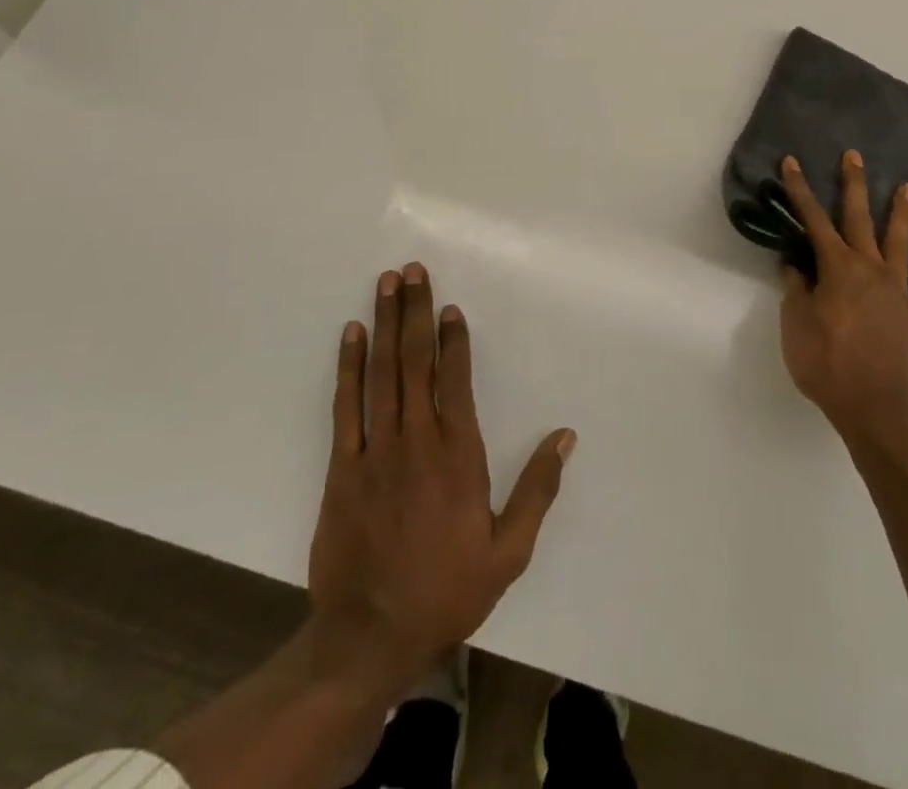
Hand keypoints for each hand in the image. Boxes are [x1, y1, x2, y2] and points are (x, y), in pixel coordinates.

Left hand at [307, 263, 575, 691]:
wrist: (367, 637)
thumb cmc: (446, 590)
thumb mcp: (508, 551)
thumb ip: (538, 489)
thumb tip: (565, 436)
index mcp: (458, 456)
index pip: (456, 381)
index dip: (453, 339)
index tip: (449, 305)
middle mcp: (416, 440)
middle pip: (415, 362)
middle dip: (414, 312)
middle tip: (413, 271)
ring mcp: (375, 451)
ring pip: (381, 374)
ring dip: (383, 325)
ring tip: (386, 284)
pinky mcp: (342, 468)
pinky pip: (346, 406)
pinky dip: (348, 367)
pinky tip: (351, 336)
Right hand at [776, 151, 907, 446]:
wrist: (879, 411)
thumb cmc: (828, 367)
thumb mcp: (796, 328)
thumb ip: (796, 292)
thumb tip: (795, 266)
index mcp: (837, 269)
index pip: (813, 221)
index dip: (800, 190)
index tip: (792, 162)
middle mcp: (870, 270)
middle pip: (860, 220)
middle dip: (854, 186)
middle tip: (855, 156)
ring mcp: (899, 292)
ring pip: (900, 244)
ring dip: (902, 215)